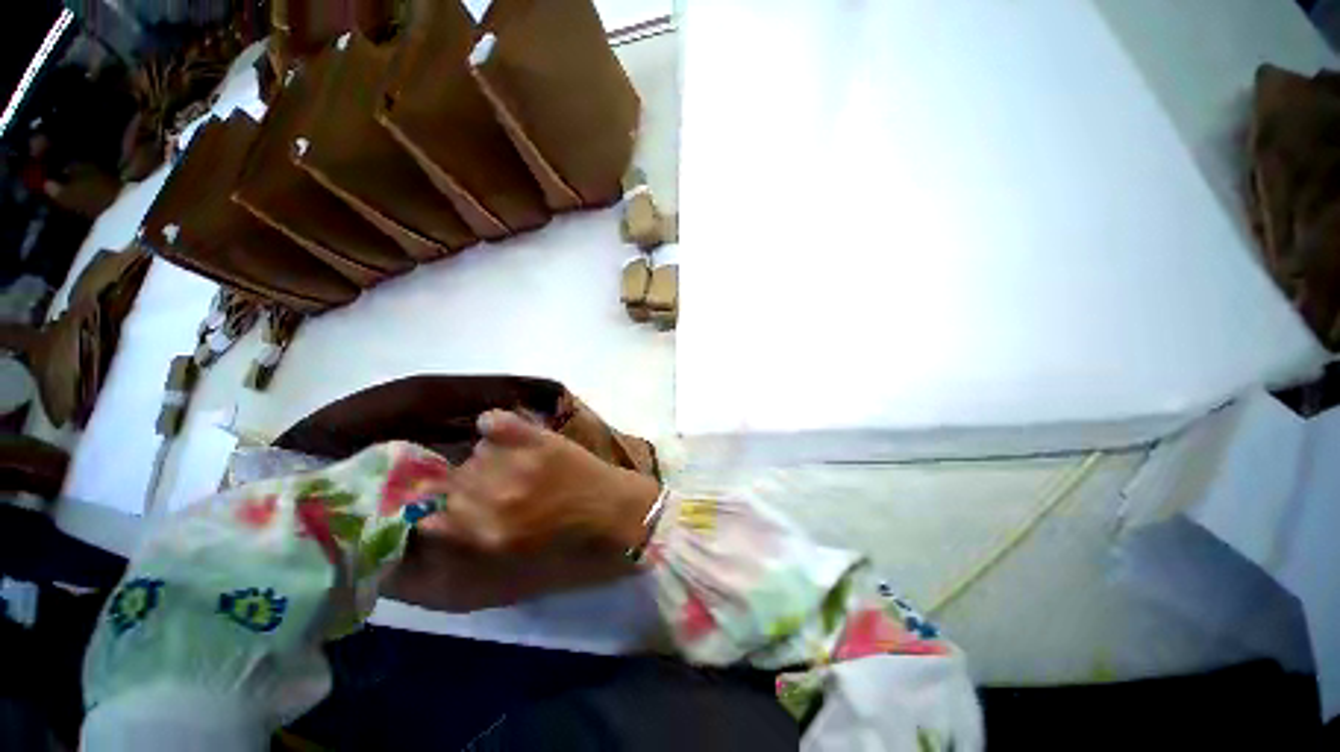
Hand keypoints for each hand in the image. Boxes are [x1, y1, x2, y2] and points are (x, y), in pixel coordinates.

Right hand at [427, 410, 659, 553]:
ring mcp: (518, 464)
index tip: (456, 499)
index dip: (445, 504)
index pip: (438, 513)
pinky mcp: (539, 439)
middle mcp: (496, 498)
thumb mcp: (515, 550)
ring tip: (511, 461)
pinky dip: (494, 422)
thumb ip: (470, 536)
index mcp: (490, 532)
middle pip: (455, 479)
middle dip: (468, 481)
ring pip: (476, 452)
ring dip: (488, 456)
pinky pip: (497, 421)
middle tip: (493, 480)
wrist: (613, 508)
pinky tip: (497, 427)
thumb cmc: (568, 535)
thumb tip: (429, 519)